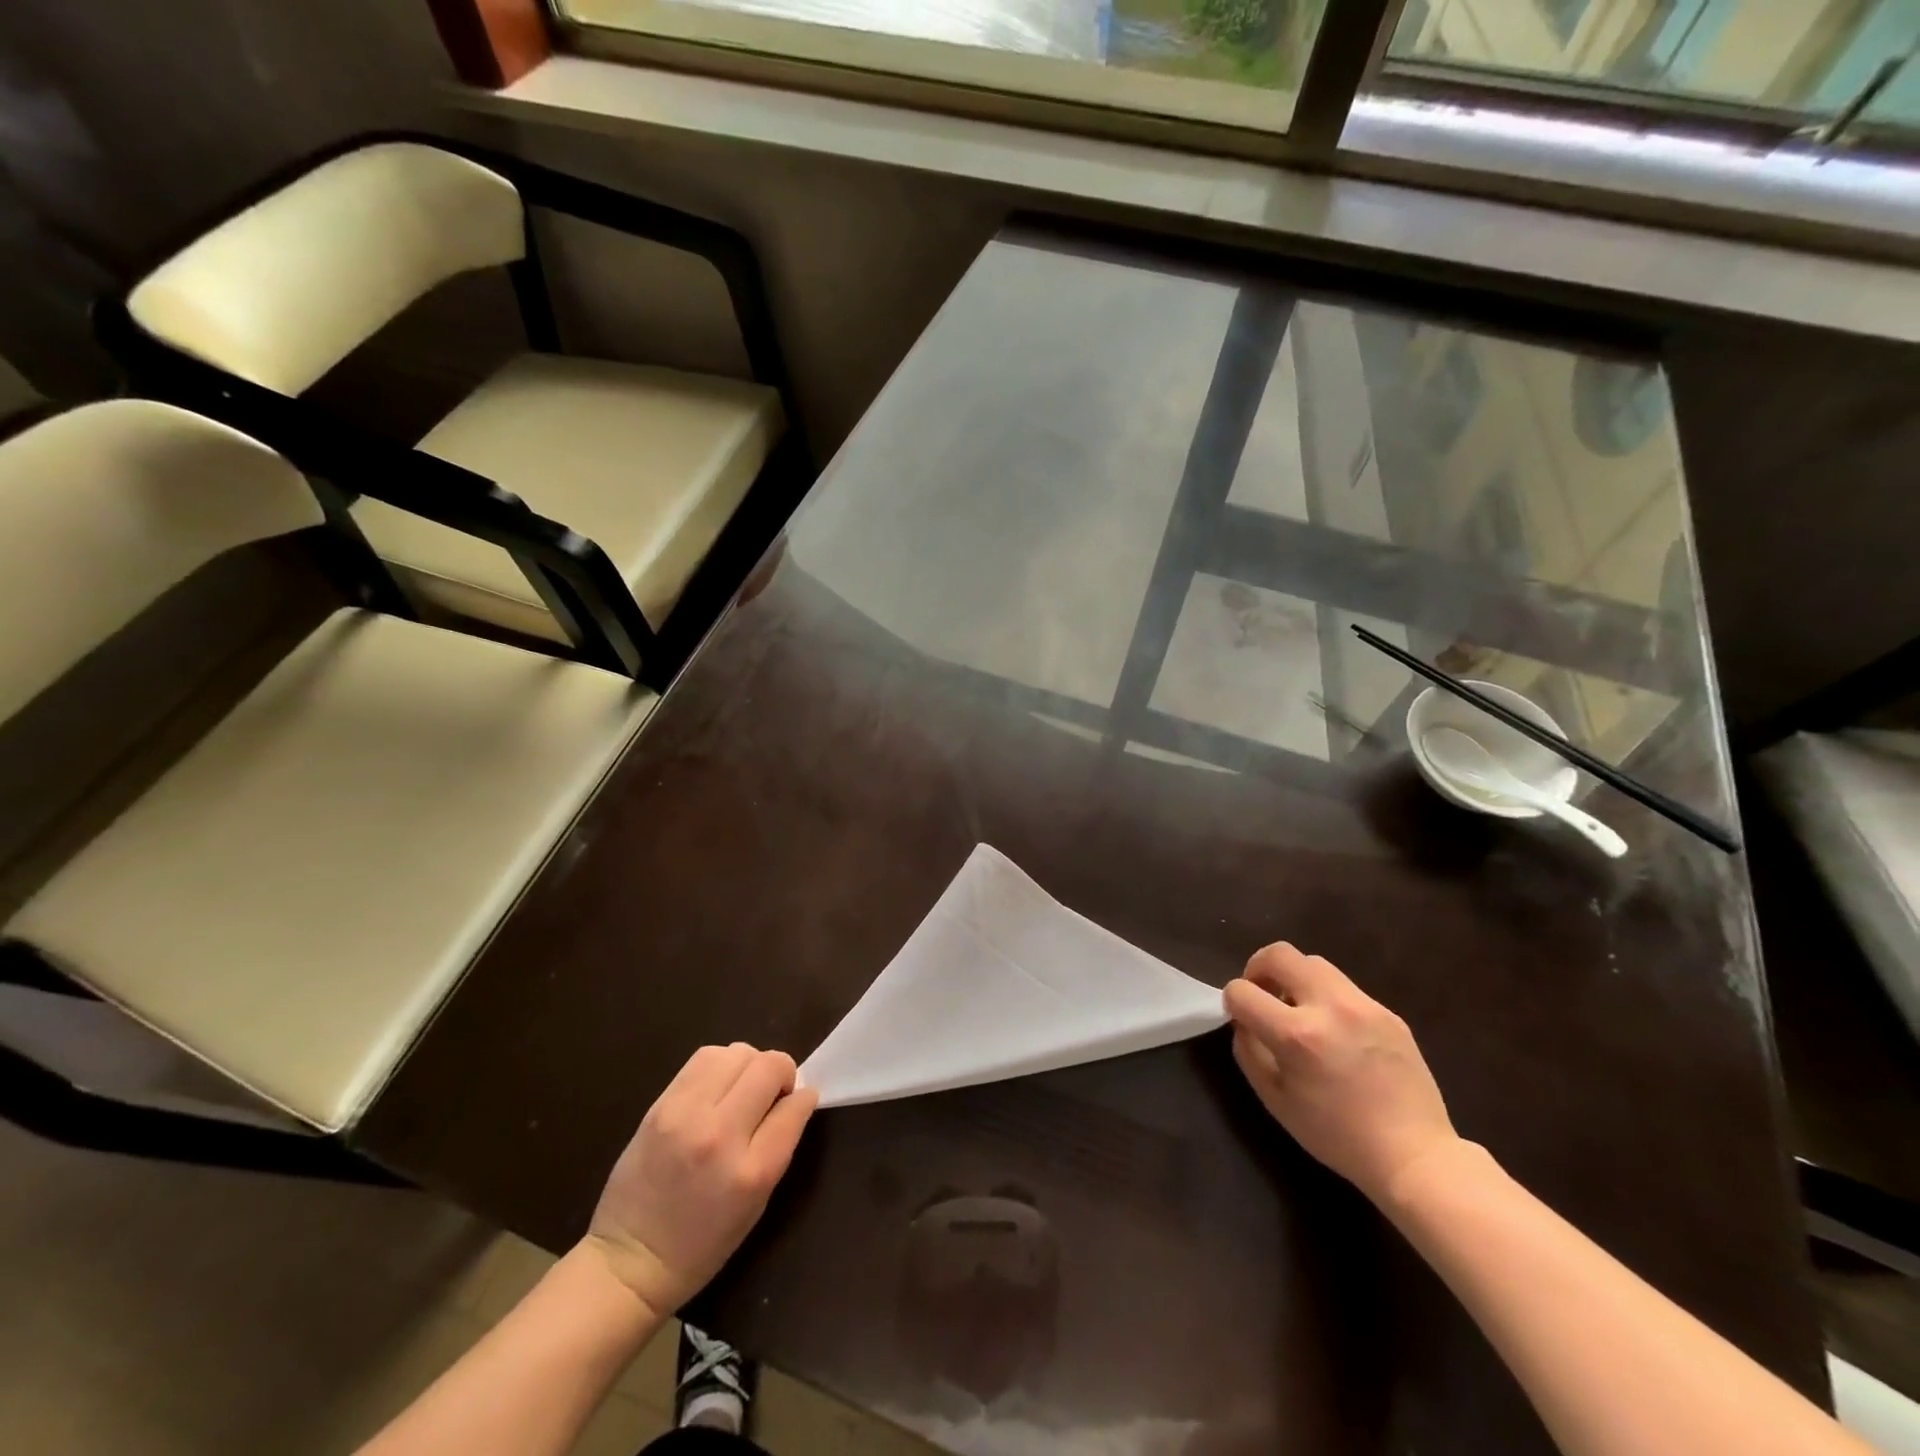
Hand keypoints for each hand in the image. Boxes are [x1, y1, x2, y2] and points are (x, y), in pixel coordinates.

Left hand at [584, 1043, 818, 1317]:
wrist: (629, 1261)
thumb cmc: (701, 1244)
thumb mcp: (757, 1204)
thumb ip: (778, 1145)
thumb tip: (795, 1099)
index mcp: (752, 1172)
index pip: (795, 1106)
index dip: (803, 1099)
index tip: (797, 1103)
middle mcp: (721, 1134)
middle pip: (769, 1066)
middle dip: (781, 1073)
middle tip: (771, 1095)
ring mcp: (686, 1115)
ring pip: (738, 1052)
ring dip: (749, 1065)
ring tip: (741, 1090)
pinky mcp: (660, 1104)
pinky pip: (704, 1058)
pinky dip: (720, 1064)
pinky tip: (716, 1088)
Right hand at [1224, 944, 1459, 1204]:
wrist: (1414, 1155)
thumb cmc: (1336, 1135)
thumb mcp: (1274, 1099)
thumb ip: (1248, 1050)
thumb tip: (1243, 1020)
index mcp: (1296, 1035)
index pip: (1242, 990)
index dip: (1232, 1001)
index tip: (1241, 1017)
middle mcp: (1330, 1007)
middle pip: (1279, 954)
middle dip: (1258, 968)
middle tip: (1263, 994)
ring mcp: (1364, 1006)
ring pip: (1313, 963)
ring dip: (1294, 979)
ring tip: (1299, 1010)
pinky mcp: (1388, 1012)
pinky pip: (1344, 988)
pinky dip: (1326, 999)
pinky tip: (1336, 1033)